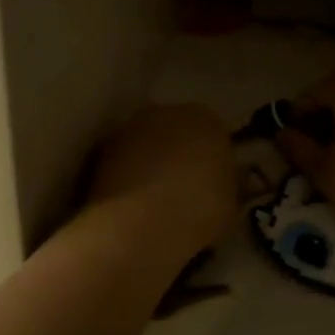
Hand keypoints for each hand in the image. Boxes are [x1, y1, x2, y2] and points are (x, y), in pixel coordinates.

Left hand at [86, 103, 235, 263]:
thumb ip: (229, 186)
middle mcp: (167, 111)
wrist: (141, 223)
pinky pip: (124, 160)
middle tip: (183, 190)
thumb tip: (227, 182)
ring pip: (148, 144)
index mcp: (207, 119)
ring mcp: (132, 127)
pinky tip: (131, 203)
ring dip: (151, 162)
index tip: (212, 185)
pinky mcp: (104, 148)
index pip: (214, 134)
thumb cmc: (198, 210)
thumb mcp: (230, 205)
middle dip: (180, 154)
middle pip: (178, 132)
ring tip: (154, 200)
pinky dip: (127, 175)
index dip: (213, 160)